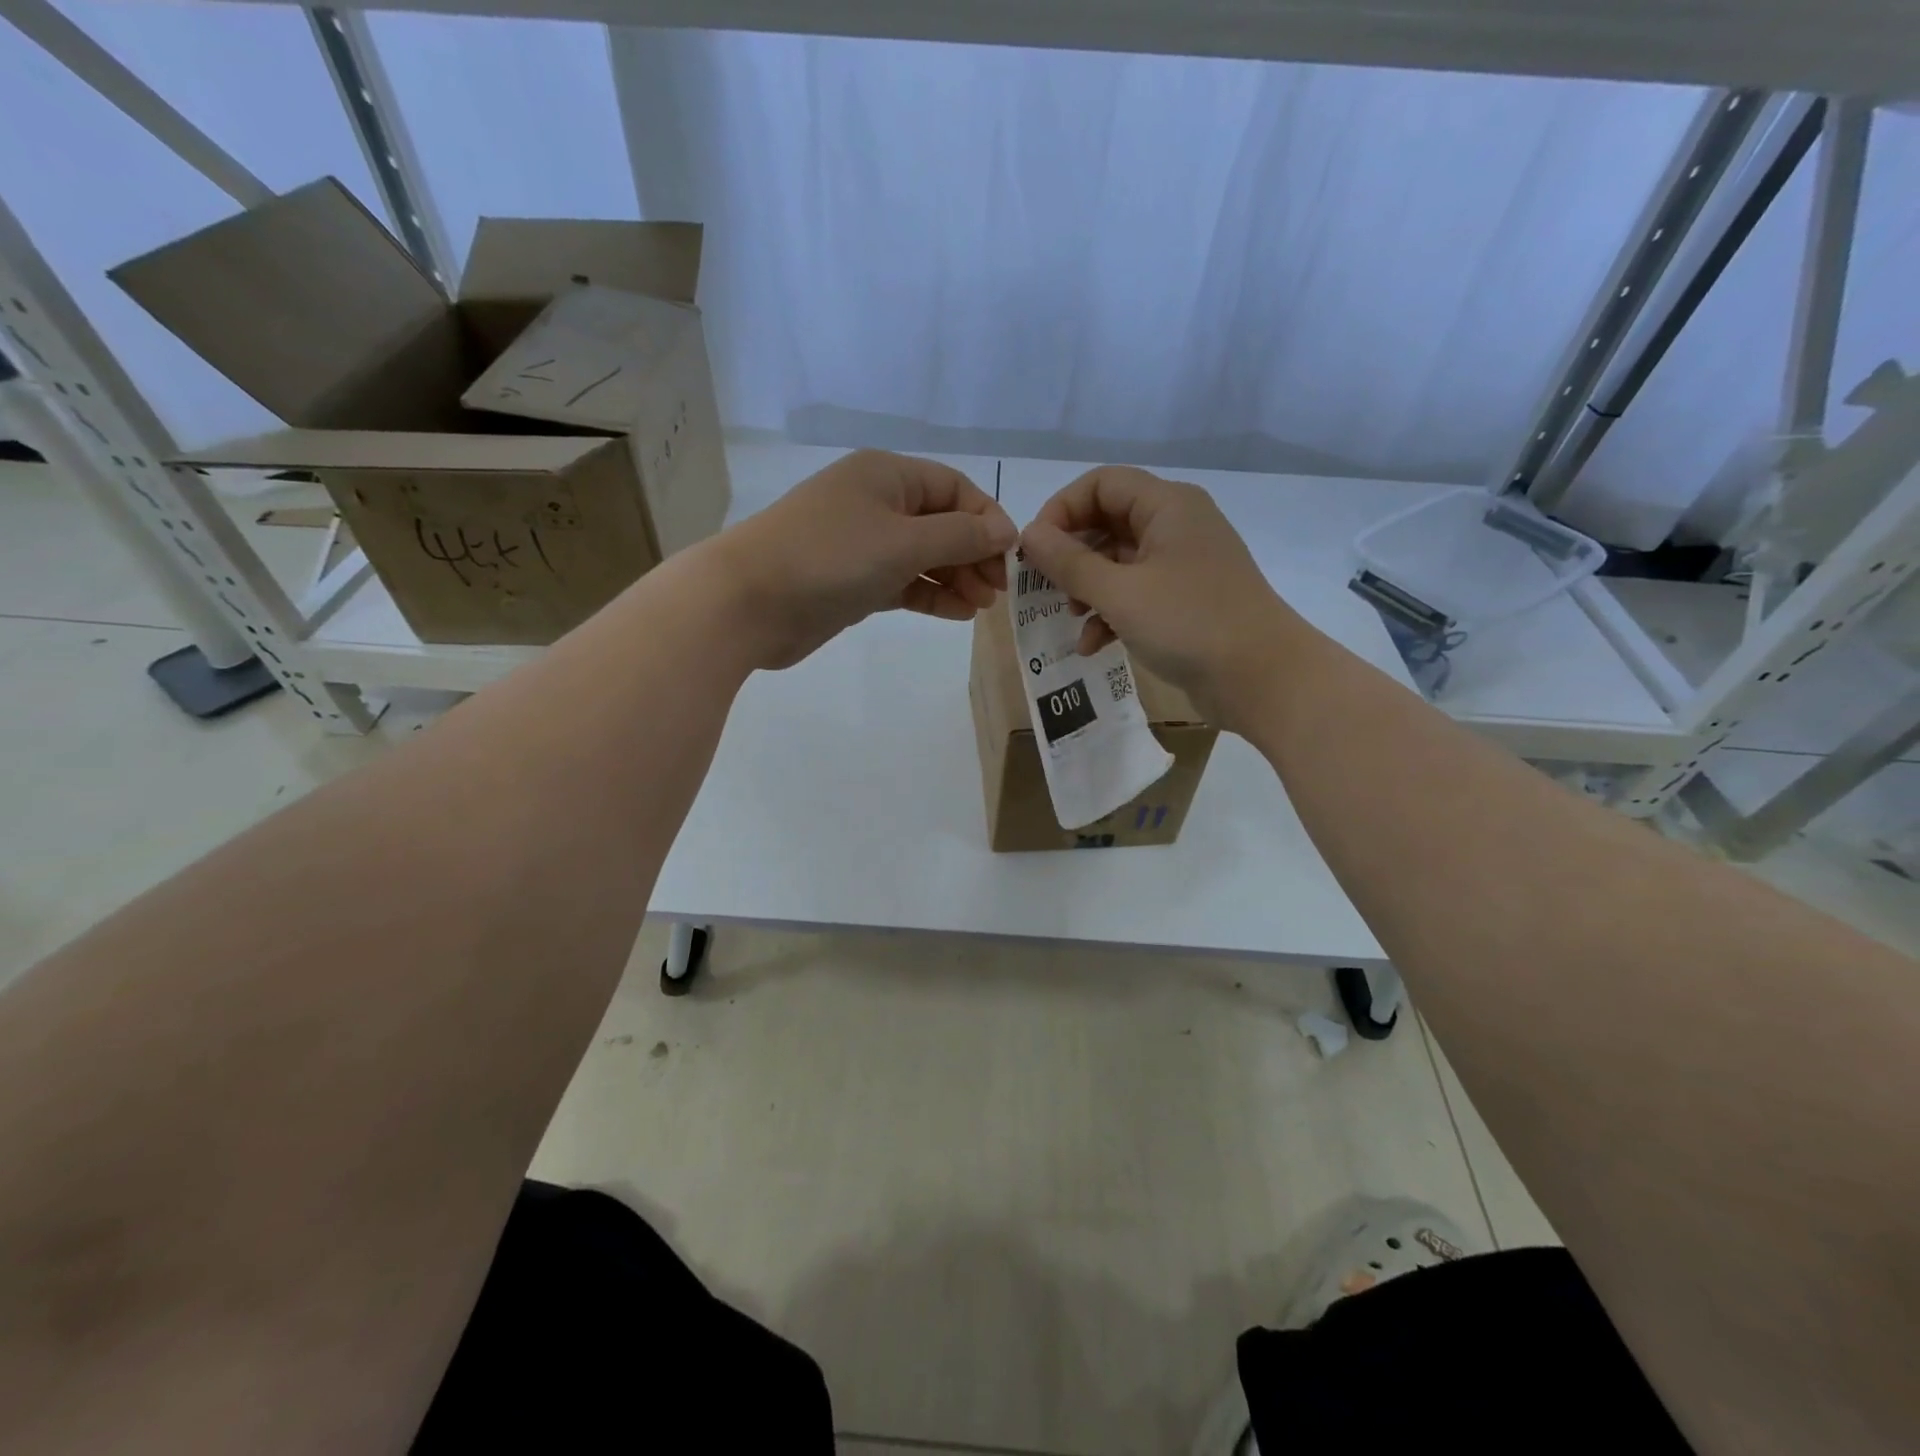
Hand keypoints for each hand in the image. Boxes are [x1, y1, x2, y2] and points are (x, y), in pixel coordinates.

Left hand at [712, 449, 1016, 669]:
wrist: (749, 602)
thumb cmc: (830, 558)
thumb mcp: (903, 542)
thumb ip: (959, 537)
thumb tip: (1005, 531)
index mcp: (887, 476)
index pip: (954, 488)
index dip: (986, 520)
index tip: (1009, 558)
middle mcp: (876, 503)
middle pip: (941, 523)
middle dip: (973, 554)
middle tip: (997, 592)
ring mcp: (863, 545)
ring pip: (923, 557)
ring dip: (955, 578)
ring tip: (981, 606)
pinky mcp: (853, 582)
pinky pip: (903, 583)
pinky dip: (929, 596)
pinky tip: (957, 613)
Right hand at [1018, 465, 1305, 729]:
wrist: (1263, 679)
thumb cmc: (1189, 624)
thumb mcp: (1120, 593)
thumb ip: (1069, 562)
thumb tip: (1029, 534)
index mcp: (1167, 506)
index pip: (1101, 484)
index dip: (1062, 510)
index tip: (1035, 550)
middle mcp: (1176, 525)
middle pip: (1108, 521)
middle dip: (1072, 554)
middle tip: (1045, 586)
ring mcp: (1183, 565)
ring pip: (1119, 561)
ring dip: (1088, 587)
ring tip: (1071, 617)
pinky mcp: (1186, 601)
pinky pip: (1137, 593)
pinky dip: (1111, 613)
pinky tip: (1093, 644)